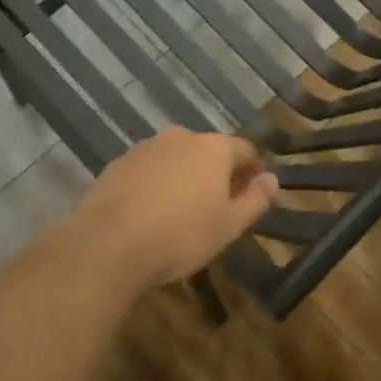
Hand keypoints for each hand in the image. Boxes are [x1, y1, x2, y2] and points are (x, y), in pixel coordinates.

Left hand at [72, 128, 278, 289]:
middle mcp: (180, 137)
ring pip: (176, 158)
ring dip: (184, 176)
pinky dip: (156, 183)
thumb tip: (272, 179)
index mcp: (213, 148)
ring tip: (182, 210)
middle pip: (208, 151)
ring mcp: (145, 147)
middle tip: (218, 205)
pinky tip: (151, 211)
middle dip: (217, 172)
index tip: (254, 192)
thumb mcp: (229, 225)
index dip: (253, 170)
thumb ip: (255, 199)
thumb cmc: (180, 235)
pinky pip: (149, 169)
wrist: (109, 243)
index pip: (244, 150)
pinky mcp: (118, 163)